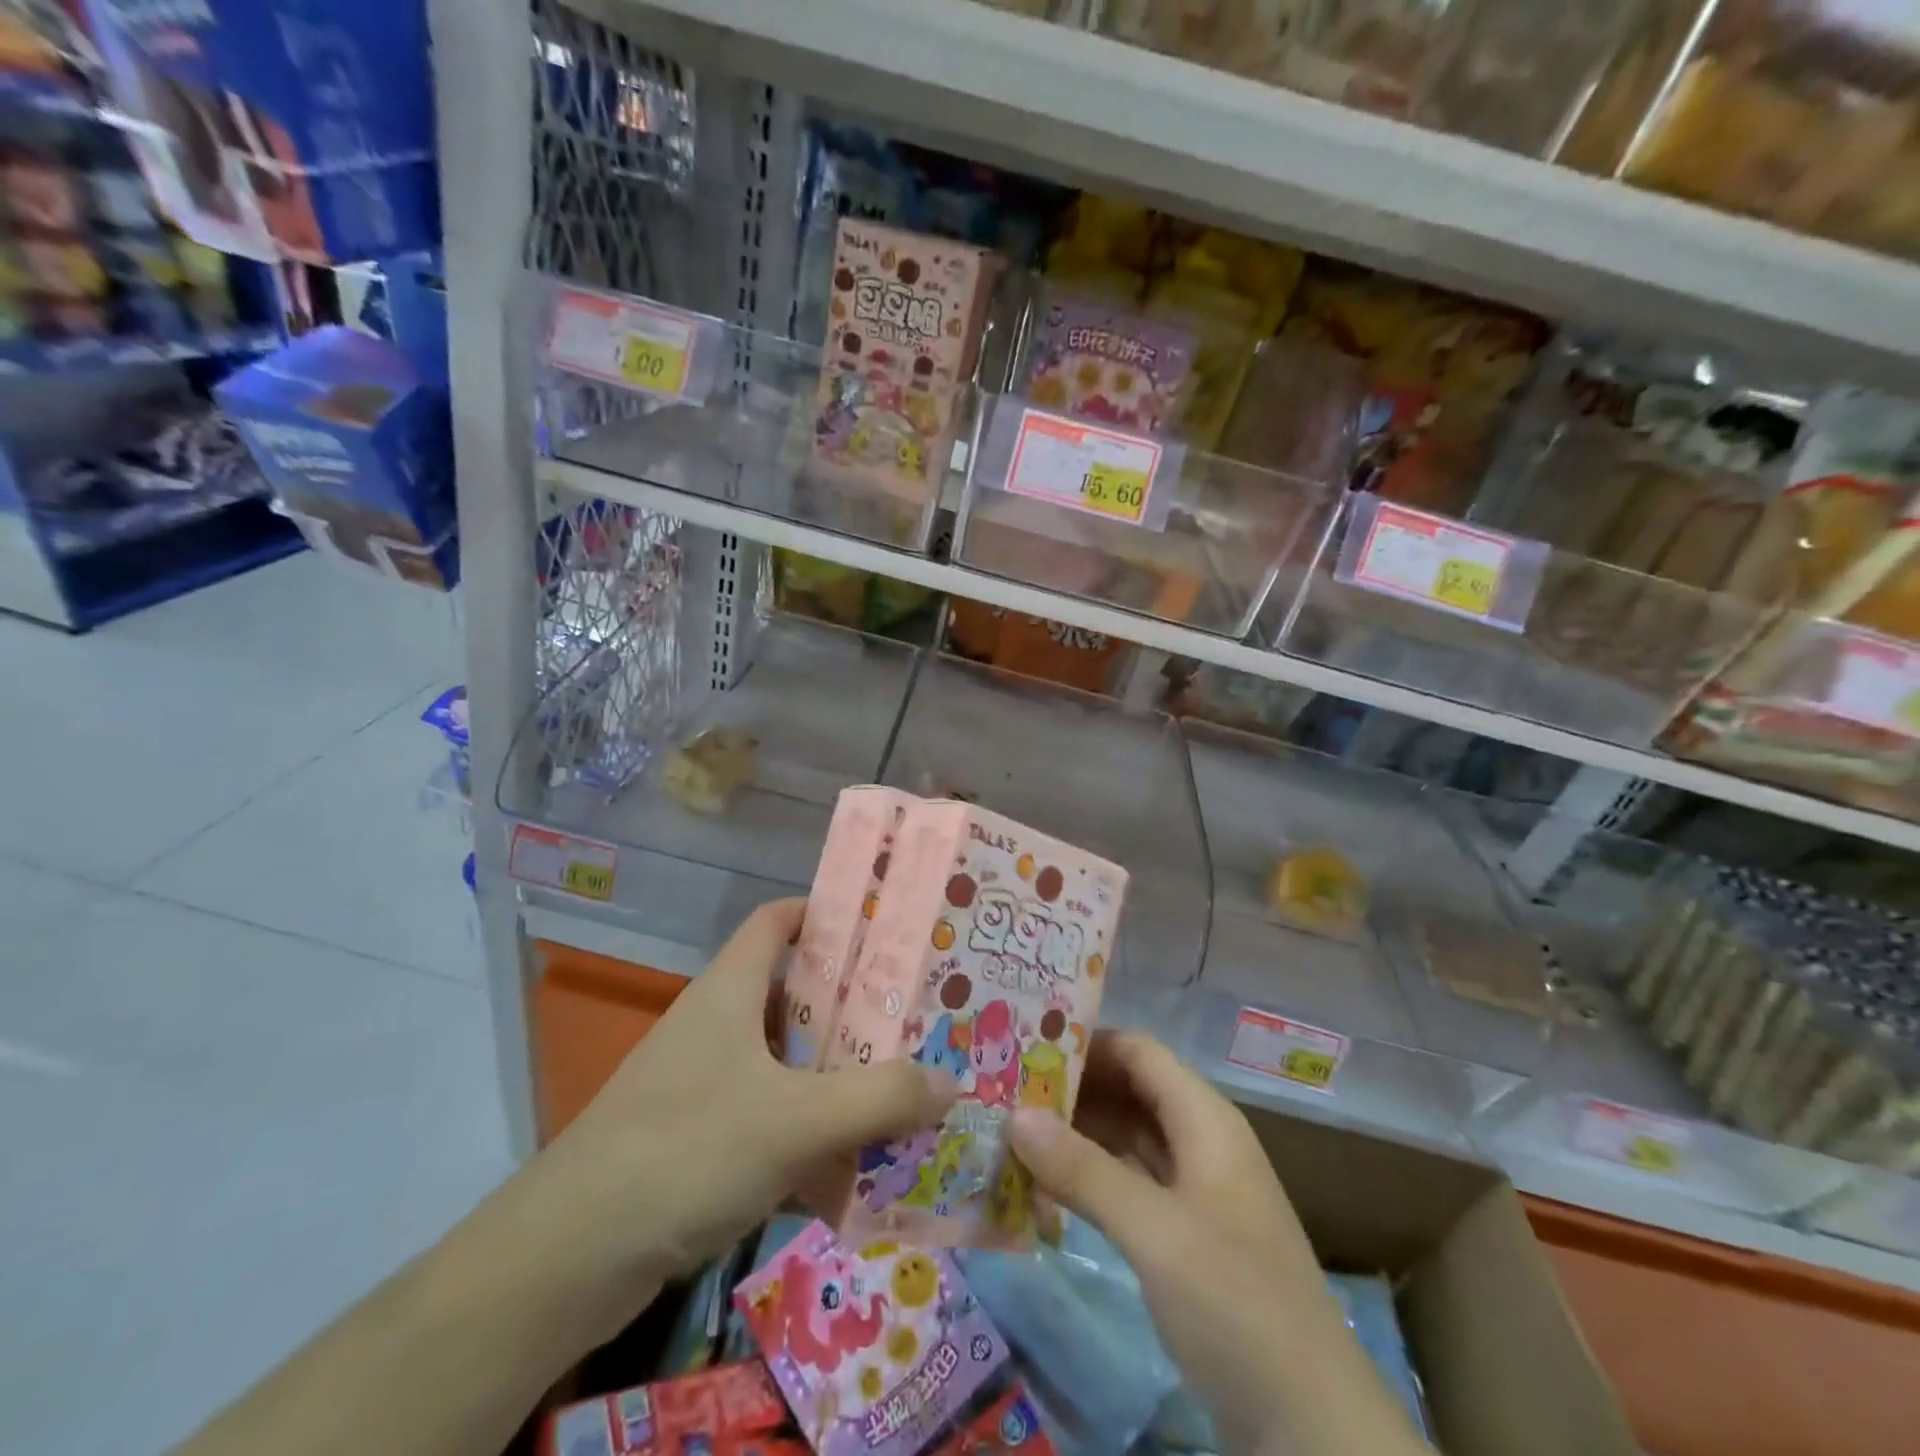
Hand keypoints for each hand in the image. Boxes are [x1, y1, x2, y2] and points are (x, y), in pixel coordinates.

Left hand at [517, 900, 955, 1316]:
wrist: (568, 1255)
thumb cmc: (686, 1150)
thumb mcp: (796, 1121)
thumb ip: (880, 1099)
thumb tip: (950, 1082)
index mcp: (730, 990)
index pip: (777, 920)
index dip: (825, 913)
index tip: (882, 928)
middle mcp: (714, 1022)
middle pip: (792, 991)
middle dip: (850, 1003)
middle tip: (912, 1014)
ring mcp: (700, 1079)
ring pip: (782, 1057)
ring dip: (832, 1070)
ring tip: (894, 1082)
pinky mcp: (693, 1133)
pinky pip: (765, 1111)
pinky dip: (804, 1125)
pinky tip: (845, 1162)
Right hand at [1009, 1031, 1426, 1455]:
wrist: (1310, 1424)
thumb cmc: (1236, 1302)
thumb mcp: (1155, 1231)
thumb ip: (1083, 1171)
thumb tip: (1016, 1115)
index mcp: (1204, 1119)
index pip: (1138, 1052)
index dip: (1084, 1043)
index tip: (1025, 1047)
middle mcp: (1200, 1140)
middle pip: (1130, 1090)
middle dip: (1072, 1088)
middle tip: (1005, 1090)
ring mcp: (1194, 1190)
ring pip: (1127, 1138)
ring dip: (1076, 1133)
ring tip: (1011, 1129)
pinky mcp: (1184, 1234)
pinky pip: (1129, 1183)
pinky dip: (1090, 1177)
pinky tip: (1045, 1184)